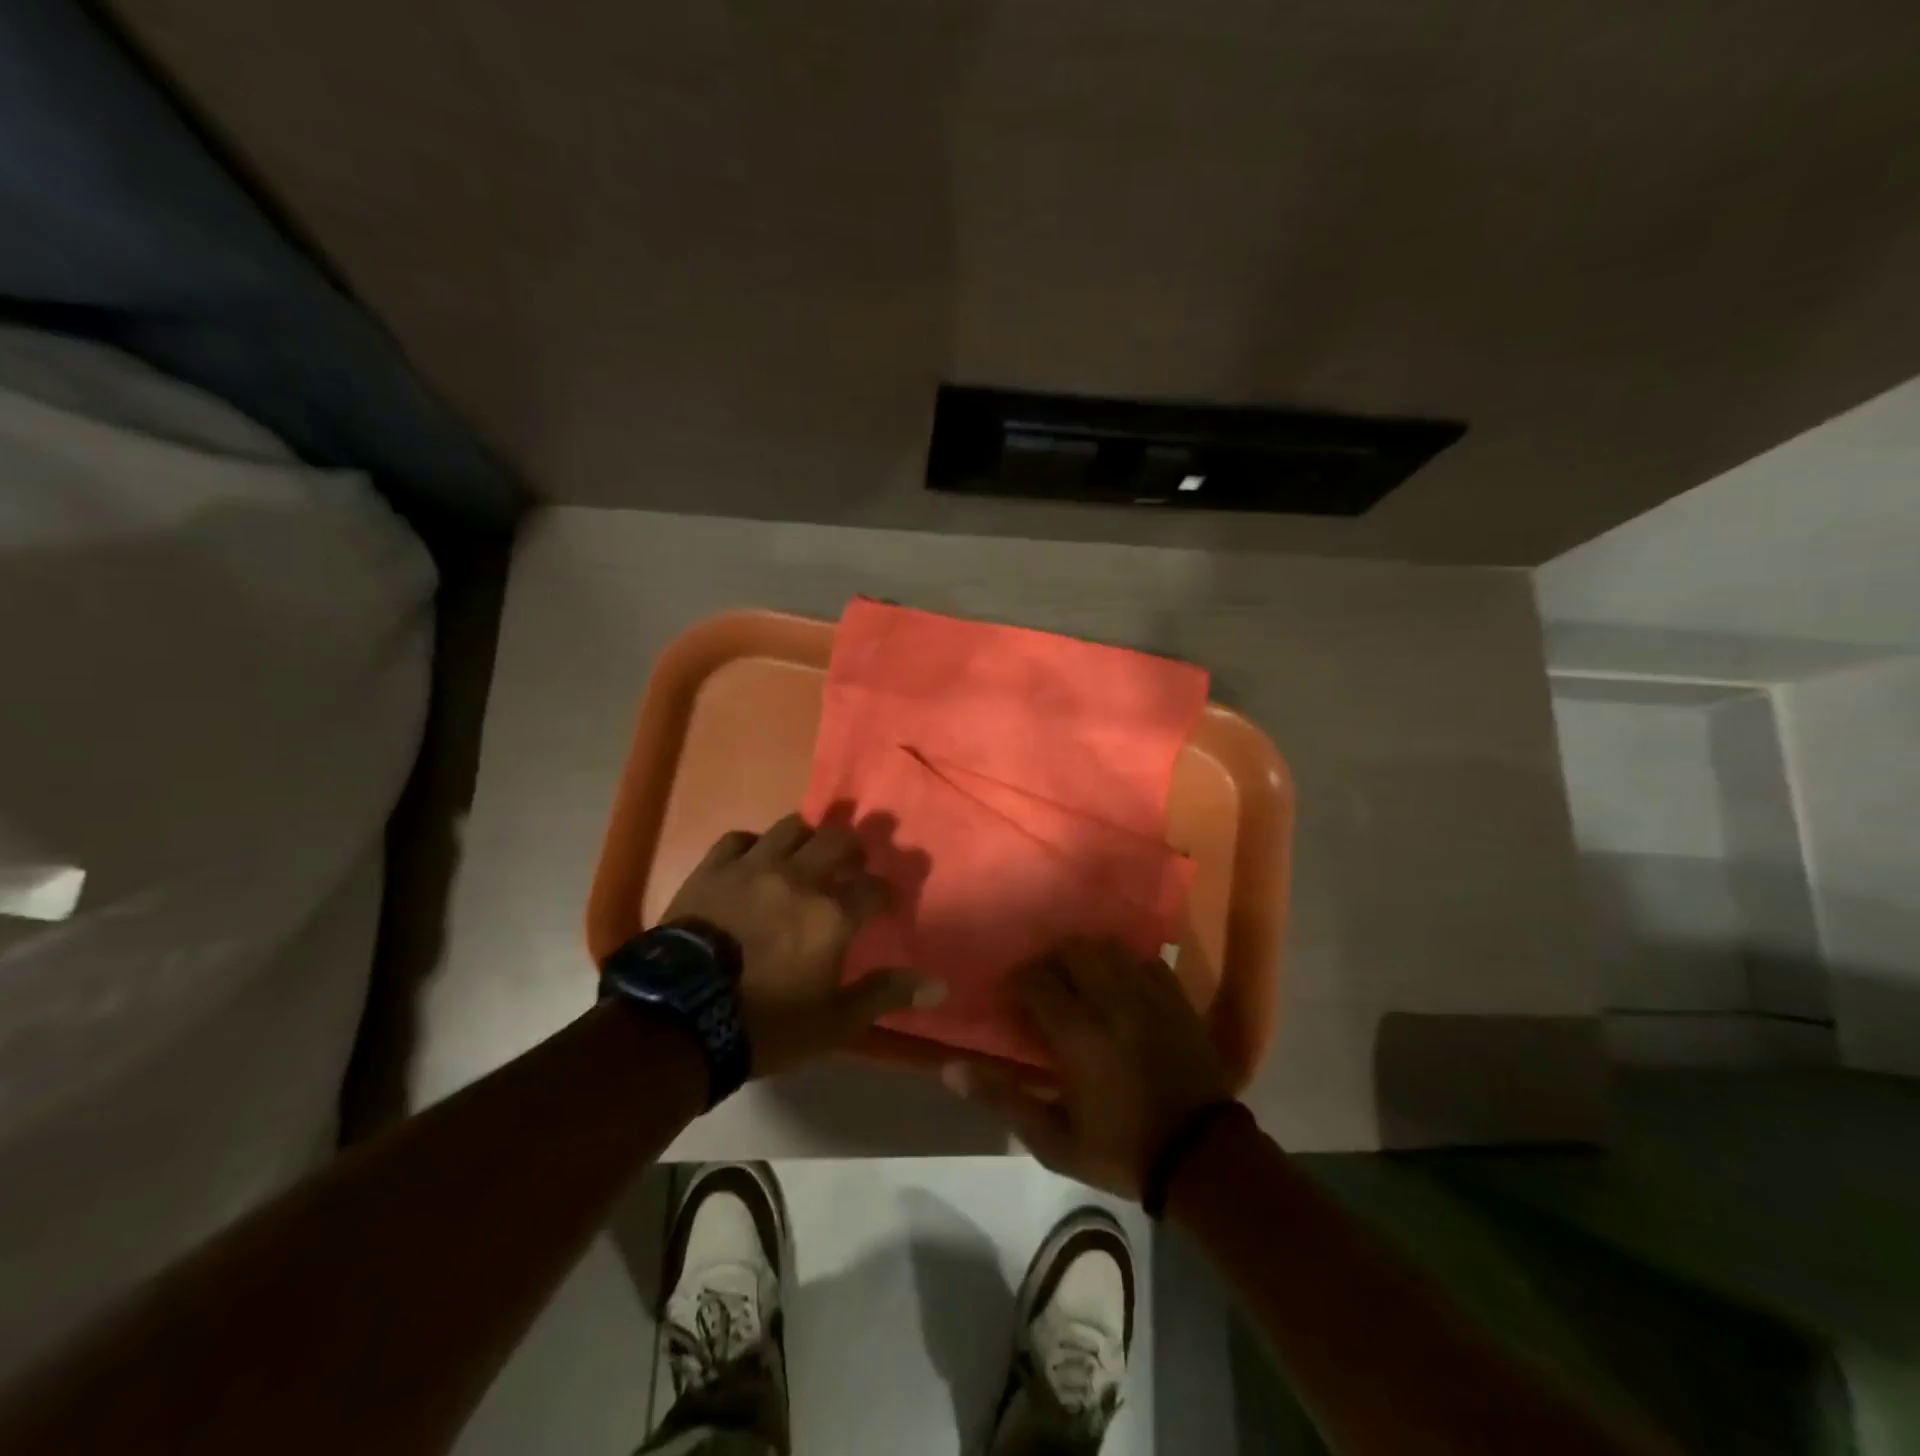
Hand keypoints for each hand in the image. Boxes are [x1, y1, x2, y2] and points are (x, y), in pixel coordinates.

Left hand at [662, 814, 942, 1076]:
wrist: (681, 1019)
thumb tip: (939, 985)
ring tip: (806, 856)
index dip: (886, 891)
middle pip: (840, 839)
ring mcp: (754, 867)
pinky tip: (755, 860)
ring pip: (792, 827)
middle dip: (854, 847)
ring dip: (807, 838)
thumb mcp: (834, 1023)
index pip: (876, 887)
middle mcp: (800, 877)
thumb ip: (885, 995)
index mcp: (833, 913)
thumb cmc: (766, 1025)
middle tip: (852, 864)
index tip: (886, 901)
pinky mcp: (714, 868)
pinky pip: (740, 838)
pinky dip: (754, 845)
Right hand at [944, 940, 1231, 1198]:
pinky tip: (1121, 985)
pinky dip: (1126, 964)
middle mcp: (1111, 1001)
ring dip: (1087, 956)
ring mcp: (1148, 994)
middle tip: (1045, 986)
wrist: (1201, 1157)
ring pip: (1108, 947)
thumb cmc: (1121, 1150)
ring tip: (1081, 980)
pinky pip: (1144, 959)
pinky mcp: (1176, 997)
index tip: (1013, 997)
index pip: (1036, 979)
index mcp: (1078, 1034)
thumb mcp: (1054, 1140)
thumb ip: (1003, 1100)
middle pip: (1071, 950)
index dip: (1019, 980)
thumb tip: (950, 1070)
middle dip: (1051, 961)